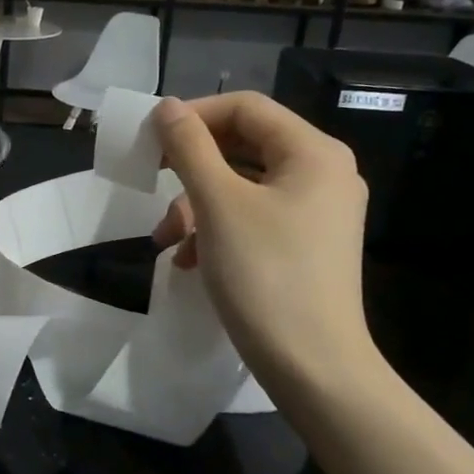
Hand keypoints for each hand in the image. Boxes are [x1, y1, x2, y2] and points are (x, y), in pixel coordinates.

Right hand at [151, 93, 380, 396]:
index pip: (246, 108)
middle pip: (244, 145)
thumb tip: (167, 107)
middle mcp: (323, 173)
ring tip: (167, 239)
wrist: (313, 367)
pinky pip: (253, 217)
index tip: (151, 139)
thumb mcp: (217, 204)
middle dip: (191, 167)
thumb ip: (189, 148)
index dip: (194, 115)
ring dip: (196, 204)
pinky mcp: (306, 245)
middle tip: (152, 178)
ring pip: (243, 185)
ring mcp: (317, 211)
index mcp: (313, 153)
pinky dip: (216, 229)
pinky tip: (189, 260)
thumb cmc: (265, 274)